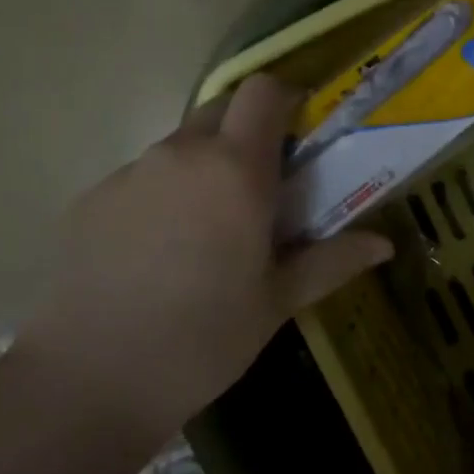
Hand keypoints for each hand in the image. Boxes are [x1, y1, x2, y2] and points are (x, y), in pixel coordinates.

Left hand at [17, 75, 392, 443]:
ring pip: (178, 148)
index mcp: (234, 169)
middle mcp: (179, 154)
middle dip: (246, 134)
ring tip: (206, 233)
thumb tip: (384, 244)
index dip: (285, 99)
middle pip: (220, 112)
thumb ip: (332, 261)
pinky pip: (140, 180)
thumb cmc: (203, 340)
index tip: (300, 135)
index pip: (263, 91)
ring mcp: (128, 174)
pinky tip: (156, 257)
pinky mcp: (89, 200)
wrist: (89, 382)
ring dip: (203, 169)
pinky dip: (161, 198)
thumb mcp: (277, 302)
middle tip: (260, 190)